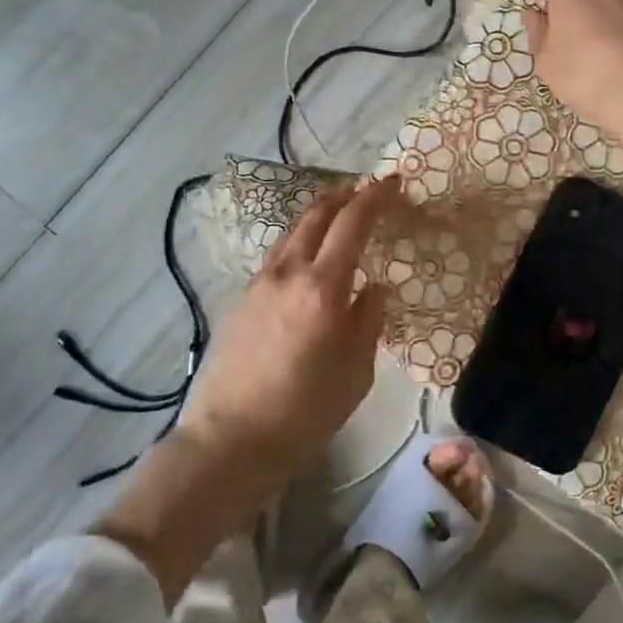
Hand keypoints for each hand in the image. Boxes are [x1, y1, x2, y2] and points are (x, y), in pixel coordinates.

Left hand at [179, 177, 398, 490]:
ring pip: (291, 234)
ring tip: (337, 222)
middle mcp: (288, 273)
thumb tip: (374, 287)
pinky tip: (307, 265)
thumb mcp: (356, 370)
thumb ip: (368, 320)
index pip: (352, 223)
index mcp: (323, 286)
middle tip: (365, 193)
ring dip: (317, 218)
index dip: (374, 197)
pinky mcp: (240, 301)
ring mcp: (258, 284)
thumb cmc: (306, 411)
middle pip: (315, 215)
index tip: (391, 182)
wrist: (231, 439)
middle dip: (343, 196)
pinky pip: (276, 259)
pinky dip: (298, 246)